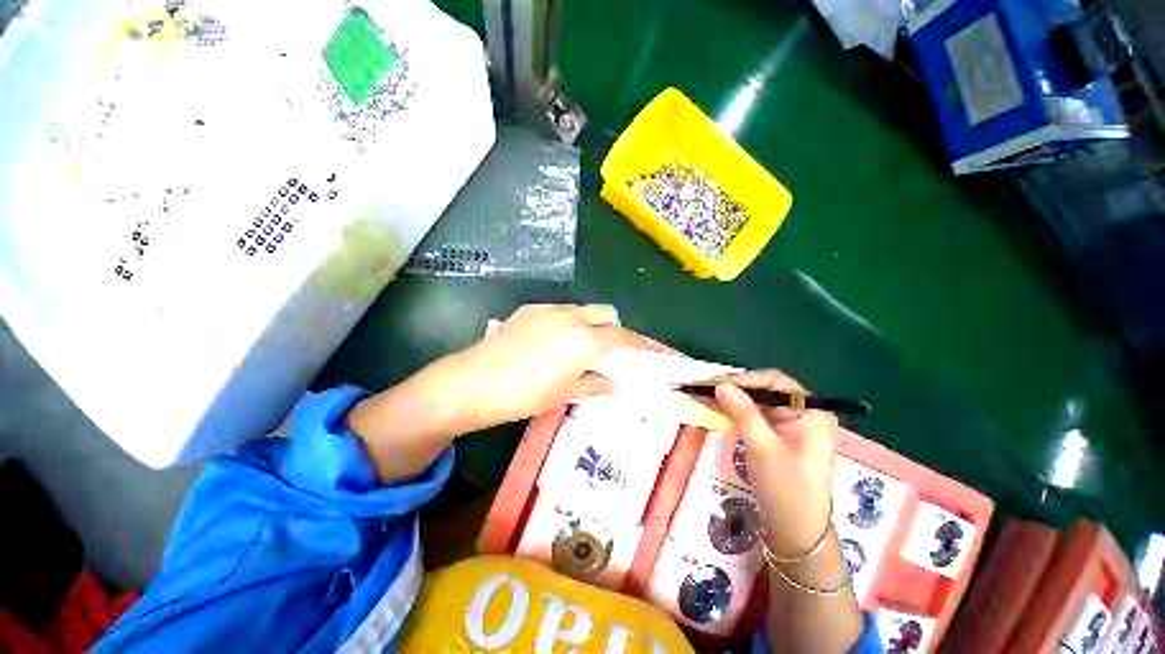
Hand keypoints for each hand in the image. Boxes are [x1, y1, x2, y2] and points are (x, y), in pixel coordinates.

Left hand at [443, 304, 644, 431]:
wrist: (476, 381)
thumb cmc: (526, 394)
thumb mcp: (564, 394)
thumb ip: (592, 385)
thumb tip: (611, 385)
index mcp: (586, 340)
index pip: (621, 337)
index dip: (635, 343)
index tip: (641, 349)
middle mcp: (572, 318)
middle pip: (604, 312)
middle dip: (611, 327)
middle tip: (605, 348)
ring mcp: (549, 310)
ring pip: (580, 309)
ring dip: (586, 322)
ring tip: (574, 344)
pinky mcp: (529, 309)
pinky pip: (556, 311)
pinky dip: (563, 321)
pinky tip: (548, 340)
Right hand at [712, 371, 837, 557]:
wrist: (796, 533)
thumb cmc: (786, 489)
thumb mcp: (763, 448)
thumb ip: (743, 413)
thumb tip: (721, 384)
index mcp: (811, 412)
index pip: (776, 382)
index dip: (744, 379)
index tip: (716, 382)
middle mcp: (803, 414)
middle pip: (765, 390)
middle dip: (734, 388)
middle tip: (705, 388)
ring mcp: (790, 426)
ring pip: (756, 403)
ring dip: (730, 399)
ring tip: (703, 395)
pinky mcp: (777, 437)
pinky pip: (753, 416)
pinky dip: (734, 412)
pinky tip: (715, 408)